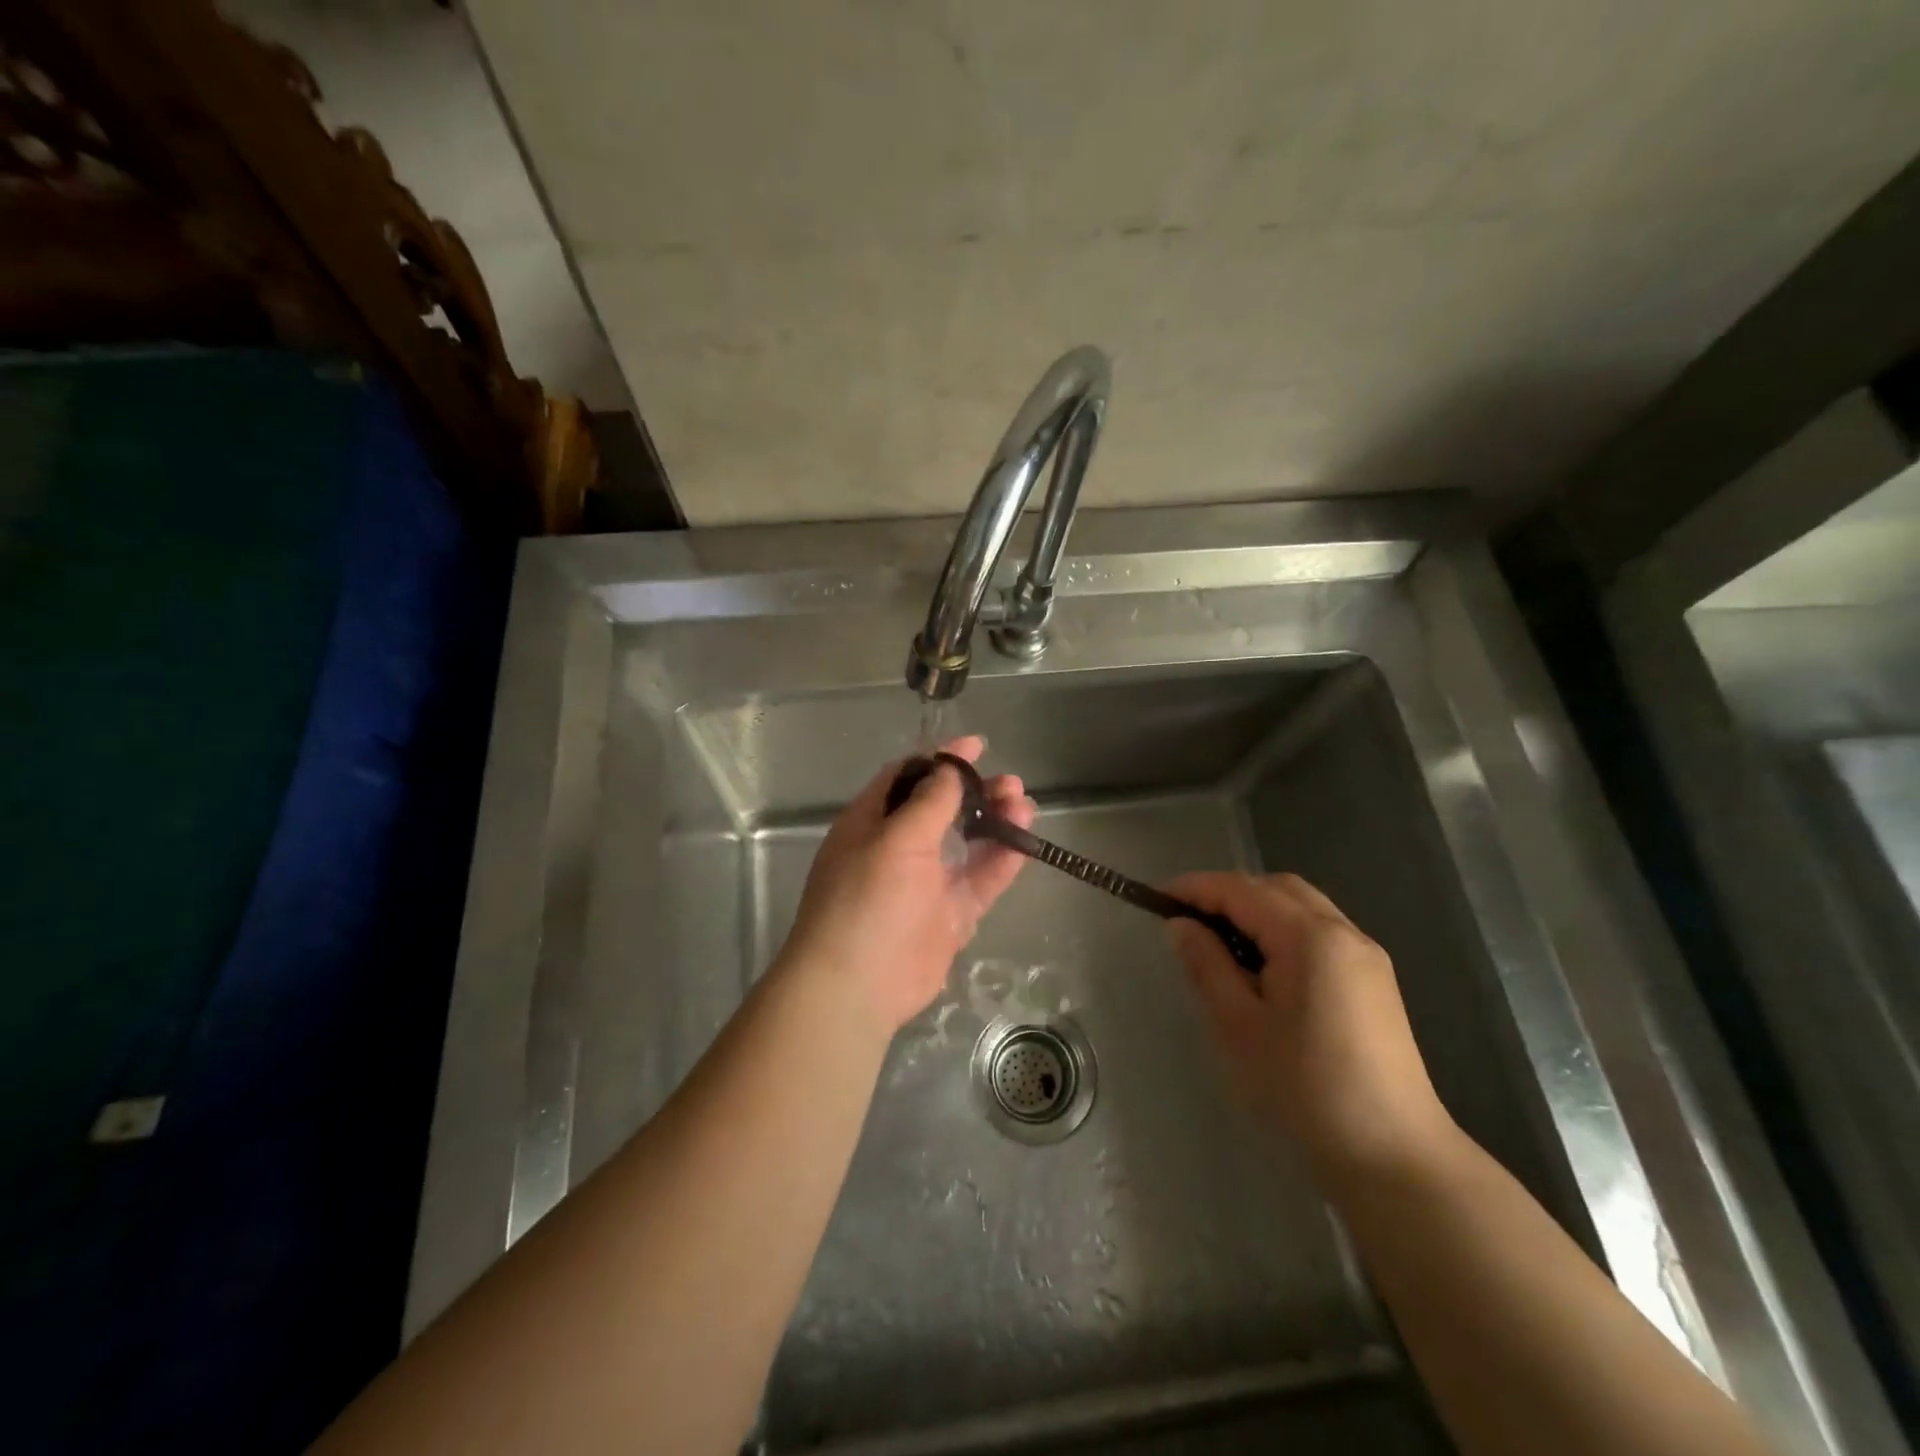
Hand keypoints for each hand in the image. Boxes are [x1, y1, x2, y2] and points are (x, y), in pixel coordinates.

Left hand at [781, 736, 1032, 1035]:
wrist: (856, 985)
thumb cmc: (866, 900)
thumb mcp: (895, 839)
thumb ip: (929, 802)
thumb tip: (949, 770)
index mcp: (872, 822)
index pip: (908, 778)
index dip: (941, 760)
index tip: (977, 745)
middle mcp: (899, 848)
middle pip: (943, 809)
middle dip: (976, 792)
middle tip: (1010, 783)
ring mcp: (926, 883)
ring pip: (967, 843)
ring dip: (995, 821)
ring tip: (1024, 805)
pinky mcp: (949, 916)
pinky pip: (980, 880)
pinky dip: (1002, 861)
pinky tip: (1025, 841)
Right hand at [1166, 872, 1457, 1180]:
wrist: (1394, 1158)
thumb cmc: (1305, 1090)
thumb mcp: (1239, 1027)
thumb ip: (1207, 966)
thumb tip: (1180, 925)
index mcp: (1310, 938)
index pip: (1242, 890)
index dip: (1196, 888)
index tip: (1157, 898)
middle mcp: (1344, 933)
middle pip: (1277, 888)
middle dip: (1229, 893)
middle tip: (1188, 921)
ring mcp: (1366, 957)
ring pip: (1302, 907)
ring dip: (1257, 911)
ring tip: (1220, 944)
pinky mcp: (1375, 982)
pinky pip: (1321, 933)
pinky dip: (1284, 931)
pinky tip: (1263, 969)